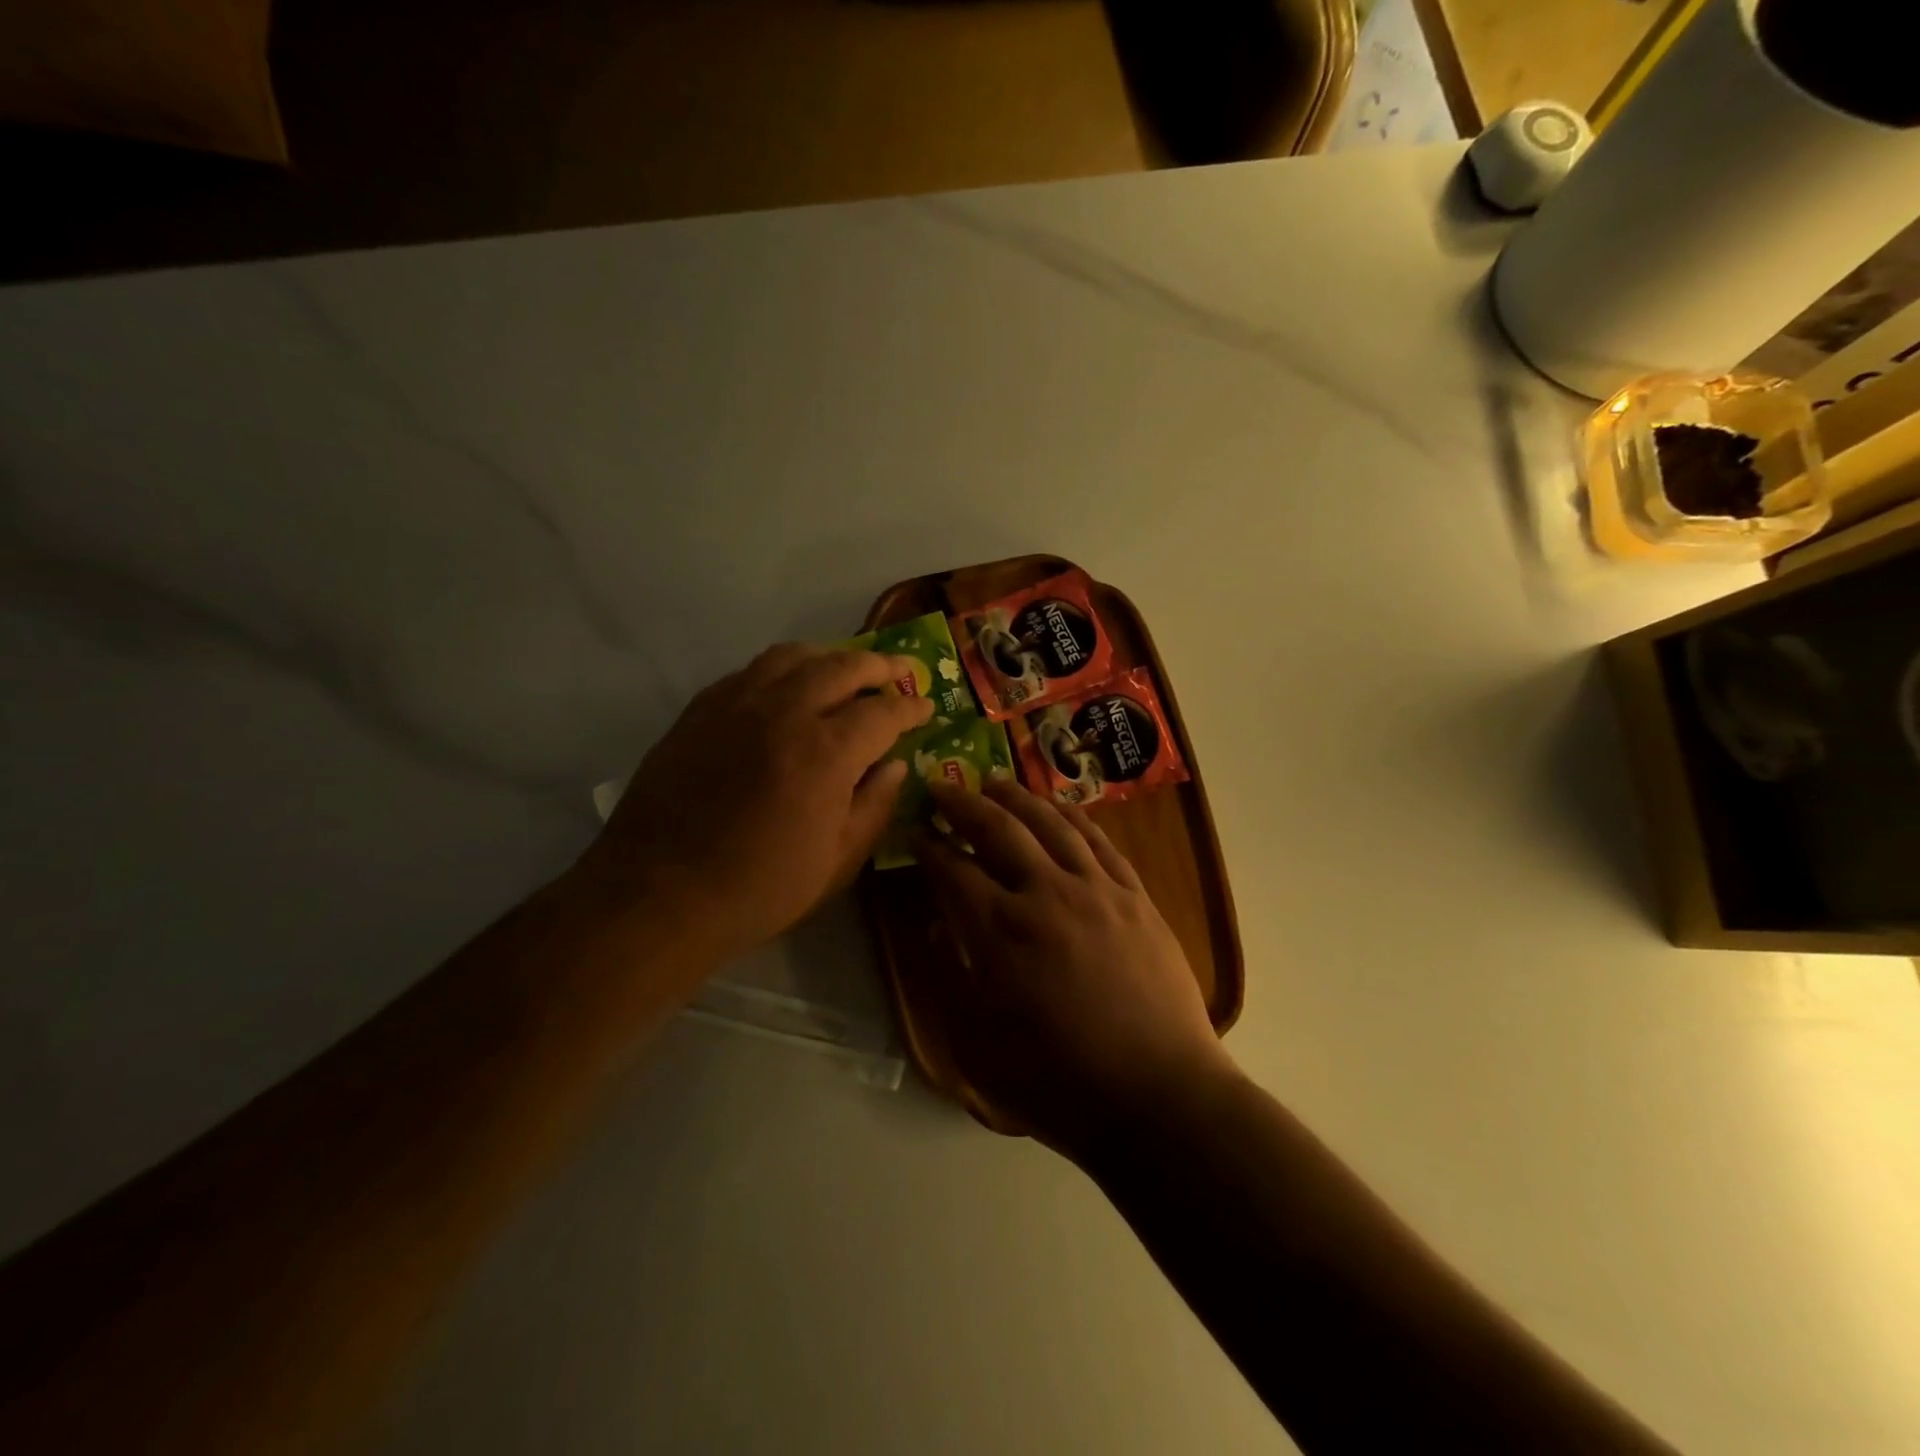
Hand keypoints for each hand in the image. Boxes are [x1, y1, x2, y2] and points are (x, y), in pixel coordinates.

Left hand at [572, 644, 931, 960]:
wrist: (658, 896)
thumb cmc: (758, 890)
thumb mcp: (836, 863)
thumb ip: (874, 807)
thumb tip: (895, 766)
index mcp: (826, 753)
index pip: (883, 711)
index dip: (911, 707)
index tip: (926, 708)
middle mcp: (784, 712)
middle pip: (843, 666)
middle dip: (879, 666)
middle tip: (898, 673)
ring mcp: (736, 705)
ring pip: (792, 656)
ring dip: (829, 657)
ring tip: (843, 670)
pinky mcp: (699, 711)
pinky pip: (749, 671)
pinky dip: (781, 670)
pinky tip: (785, 688)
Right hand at [917, 778, 1229, 1152]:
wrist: (1158, 1097)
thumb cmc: (1059, 1083)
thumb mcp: (980, 1047)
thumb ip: (951, 978)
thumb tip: (937, 926)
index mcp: (1000, 932)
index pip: (952, 869)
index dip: (927, 846)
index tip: (914, 831)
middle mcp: (1046, 894)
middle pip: (998, 828)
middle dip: (963, 803)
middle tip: (942, 787)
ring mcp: (1096, 889)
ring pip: (1050, 822)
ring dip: (1017, 797)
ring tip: (994, 783)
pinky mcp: (1134, 896)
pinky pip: (1098, 841)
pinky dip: (1072, 816)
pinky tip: (1058, 808)